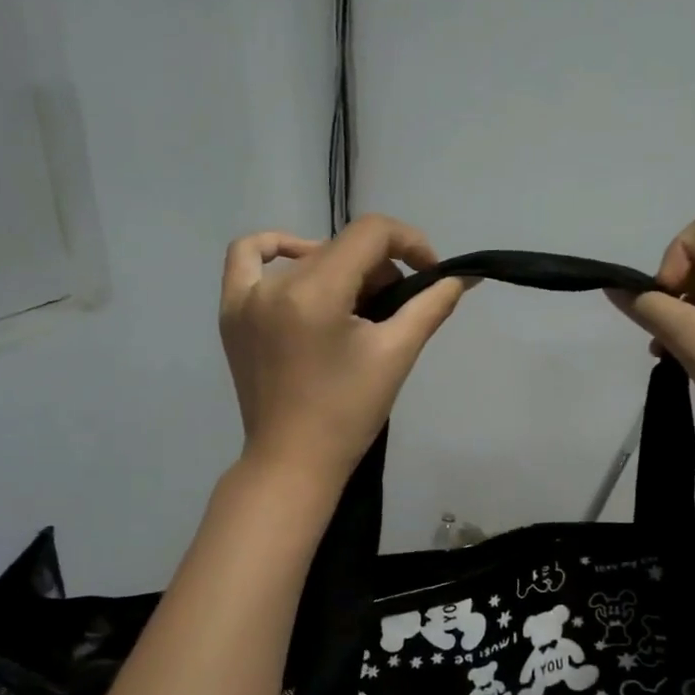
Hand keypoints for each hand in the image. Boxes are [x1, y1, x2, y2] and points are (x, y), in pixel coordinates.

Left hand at [220, 215, 467, 484]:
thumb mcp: (396, 355)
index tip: (430, 273)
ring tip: (358, 304)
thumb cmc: (348, 414)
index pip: (370, 233)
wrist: (293, 461)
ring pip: (308, 256)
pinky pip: (247, 258)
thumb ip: (430, 307)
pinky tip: (300, 263)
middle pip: (342, 246)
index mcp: (314, 292)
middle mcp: (275, 284)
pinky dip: (277, 249)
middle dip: (380, 267)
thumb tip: (462, 277)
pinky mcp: (232, 312)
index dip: (409, 242)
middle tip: (397, 306)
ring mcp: (245, 297)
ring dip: (343, 267)